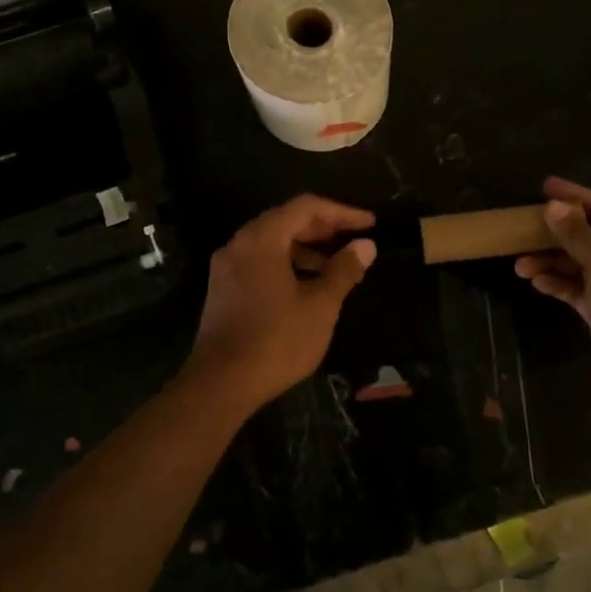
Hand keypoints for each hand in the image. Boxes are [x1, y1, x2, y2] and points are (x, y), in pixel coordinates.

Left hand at [184, 195, 375, 411]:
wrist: (221, 384)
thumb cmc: (276, 341)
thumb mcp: (320, 306)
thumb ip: (344, 270)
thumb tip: (366, 246)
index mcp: (261, 239)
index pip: (305, 207)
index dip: (341, 212)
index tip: (369, 224)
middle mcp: (239, 244)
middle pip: (286, 220)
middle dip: (323, 228)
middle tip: (355, 240)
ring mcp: (227, 267)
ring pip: (272, 243)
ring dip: (306, 248)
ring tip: (337, 266)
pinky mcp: (223, 289)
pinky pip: (260, 262)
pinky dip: (287, 264)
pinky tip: (308, 285)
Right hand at [513, 178, 590, 431]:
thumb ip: (578, 236)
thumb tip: (555, 206)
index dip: (575, 197)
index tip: (544, 186)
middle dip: (558, 233)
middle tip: (523, 226)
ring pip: (584, 264)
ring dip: (553, 261)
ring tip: (519, 264)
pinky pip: (581, 289)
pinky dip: (560, 284)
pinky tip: (536, 282)